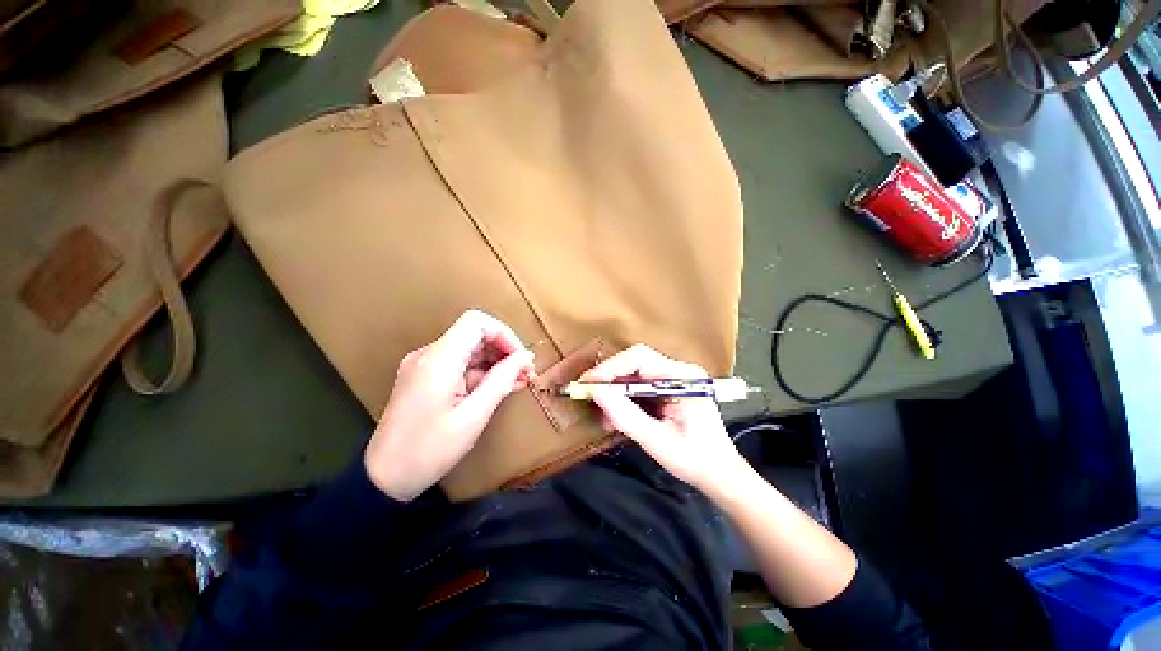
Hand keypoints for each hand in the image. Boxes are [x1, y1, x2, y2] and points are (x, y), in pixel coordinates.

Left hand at [365, 310, 535, 500]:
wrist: (383, 479)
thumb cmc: (430, 450)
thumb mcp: (473, 416)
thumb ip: (501, 380)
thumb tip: (524, 358)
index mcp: (439, 359)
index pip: (477, 322)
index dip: (504, 334)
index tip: (520, 358)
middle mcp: (428, 355)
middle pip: (474, 335)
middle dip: (503, 350)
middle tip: (526, 373)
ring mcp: (424, 366)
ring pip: (468, 350)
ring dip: (495, 362)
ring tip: (518, 382)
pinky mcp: (423, 378)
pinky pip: (458, 365)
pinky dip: (480, 372)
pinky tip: (497, 388)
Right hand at [580, 345, 749, 493]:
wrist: (720, 475)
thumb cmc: (695, 460)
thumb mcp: (657, 441)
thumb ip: (625, 415)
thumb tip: (595, 392)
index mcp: (683, 377)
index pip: (640, 358)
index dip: (610, 367)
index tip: (587, 384)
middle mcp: (678, 371)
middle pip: (635, 362)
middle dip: (608, 378)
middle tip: (586, 394)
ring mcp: (673, 379)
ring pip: (633, 373)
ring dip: (613, 390)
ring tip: (600, 411)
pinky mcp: (667, 389)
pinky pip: (638, 386)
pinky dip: (622, 398)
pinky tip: (613, 415)